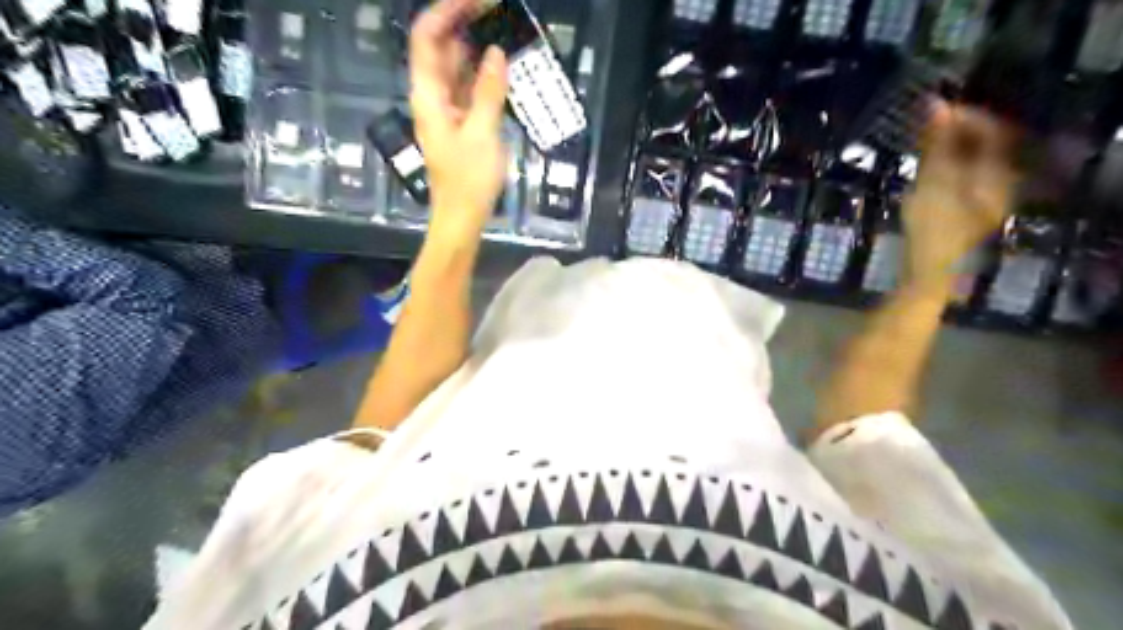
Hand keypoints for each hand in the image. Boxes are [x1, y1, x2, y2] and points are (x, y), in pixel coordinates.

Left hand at [409, 0, 509, 241]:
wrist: (462, 217)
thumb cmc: (468, 180)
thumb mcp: (482, 134)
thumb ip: (489, 92)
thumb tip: (496, 54)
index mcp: (428, 95)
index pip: (426, 39)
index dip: (445, 12)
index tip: (475, 0)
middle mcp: (432, 96)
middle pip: (440, 47)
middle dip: (463, 22)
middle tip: (495, 9)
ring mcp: (446, 109)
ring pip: (455, 67)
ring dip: (474, 45)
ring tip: (501, 28)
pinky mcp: (460, 123)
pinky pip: (468, 87)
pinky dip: (482, 73)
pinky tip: (501, 65)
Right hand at [901, 101, 1018, 289]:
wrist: (930, 274)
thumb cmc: (932, 229)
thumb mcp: (932, 182)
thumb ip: (937, 143)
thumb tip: (936, 104)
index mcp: (998, 172)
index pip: (991, 128)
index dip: (965, 114)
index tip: (934, 107)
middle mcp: (1001, 181)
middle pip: (986, 143)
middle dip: (958, 130)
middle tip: (928, 123)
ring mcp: (988, 198)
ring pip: (975, 159)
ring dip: (952, 147)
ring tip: (925, 143)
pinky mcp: (972, 210)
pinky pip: (966, 175)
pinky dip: (949, 165)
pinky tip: (930, 169)